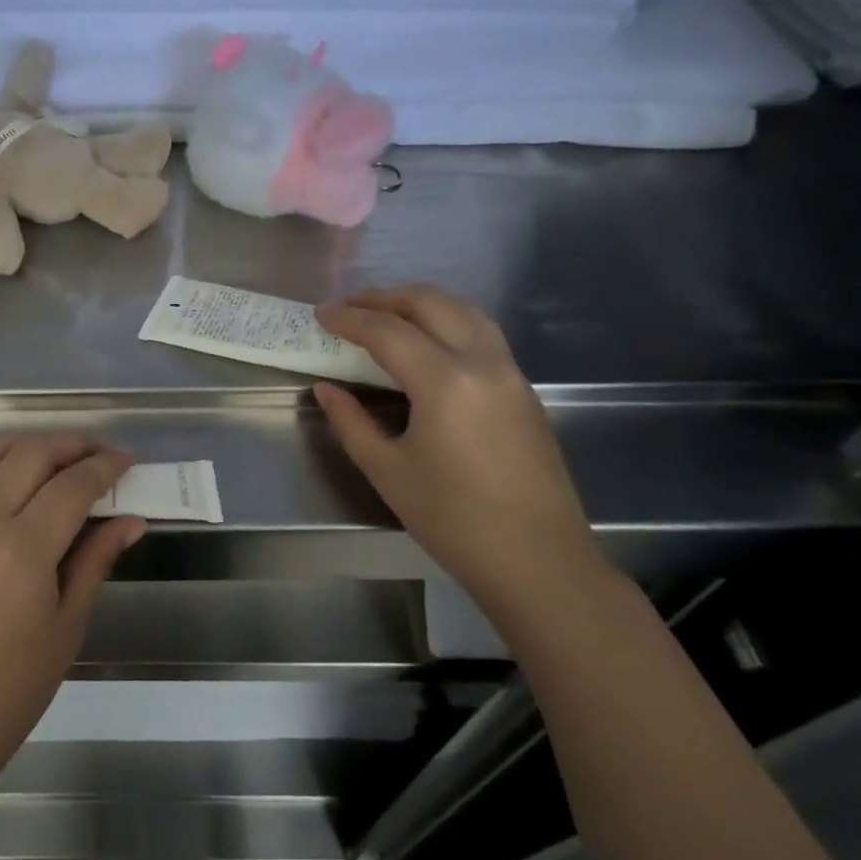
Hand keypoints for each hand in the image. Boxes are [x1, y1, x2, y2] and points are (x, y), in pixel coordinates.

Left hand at [0, 436, 144, 792]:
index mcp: (22, 550)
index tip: (127, 460)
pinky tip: (11, 478)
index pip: (72, 485)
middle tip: (99, 455)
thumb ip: (96, 559)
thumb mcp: (68, 624)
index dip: (104, 466)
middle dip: (71, 445)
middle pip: (31, 454)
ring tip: (57, 459)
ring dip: (29, 444)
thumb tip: (131, 518)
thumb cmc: (14, 687)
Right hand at [314, 287, 606, 615]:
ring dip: (420, 303)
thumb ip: (351, 422)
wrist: (539, 562)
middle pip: (431, 303)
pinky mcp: (524, 390)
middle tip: (349, 306)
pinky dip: (447, 321)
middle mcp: (483, 363)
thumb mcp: (388, 471)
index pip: (388, 332)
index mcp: (446, 383)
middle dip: (385, 297)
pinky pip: (482, 333)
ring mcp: (511, 374)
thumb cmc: (454, 521)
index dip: (349, 318)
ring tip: (385, 314)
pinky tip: (427, 342)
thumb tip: (327, 389)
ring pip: (464, 311)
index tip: (321, 314)